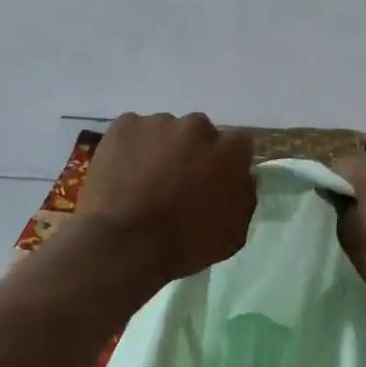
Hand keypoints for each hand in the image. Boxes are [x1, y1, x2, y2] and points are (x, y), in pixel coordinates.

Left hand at [81, 113, 256, 283]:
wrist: (123, 244)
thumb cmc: (185, 243)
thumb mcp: (233, 232)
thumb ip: (243, 196)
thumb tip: (239, 179)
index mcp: (230, 149)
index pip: (238, 145)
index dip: (226, 163)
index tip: (214, 182)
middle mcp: (197, 126)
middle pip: (199, 134)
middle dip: (192, 153)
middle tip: (177, 183)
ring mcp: (158, 122)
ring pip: (165, 132)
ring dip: (161, 151)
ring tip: (144, 182)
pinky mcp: (123, 125)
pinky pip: (133, 133)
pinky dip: (130, 149)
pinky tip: (122, 176)